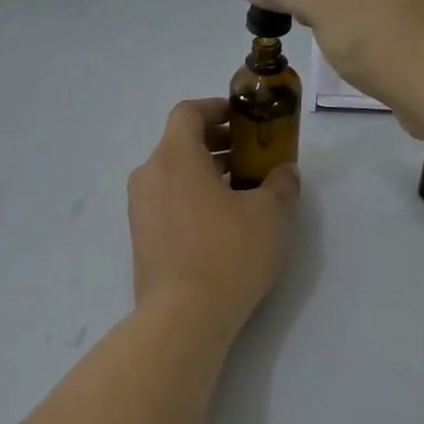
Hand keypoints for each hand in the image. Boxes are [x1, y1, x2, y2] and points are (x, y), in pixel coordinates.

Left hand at [128, 99, 298, 330]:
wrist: (184, 315)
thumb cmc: (228, 252)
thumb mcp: (270, 214)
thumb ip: (281, 184)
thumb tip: (284, 172)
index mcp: (174, 156)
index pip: (188, 112)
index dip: (216, 109)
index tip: (243, 119)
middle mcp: (148, 175)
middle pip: (179, 143)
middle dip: (216, 142)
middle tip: (250, 156)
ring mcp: (139, 208)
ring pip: (172, 174)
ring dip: (204, 172)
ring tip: (241, 191)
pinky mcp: (140, 237)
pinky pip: (166, 201)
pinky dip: (190, 197)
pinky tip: (220, 222)